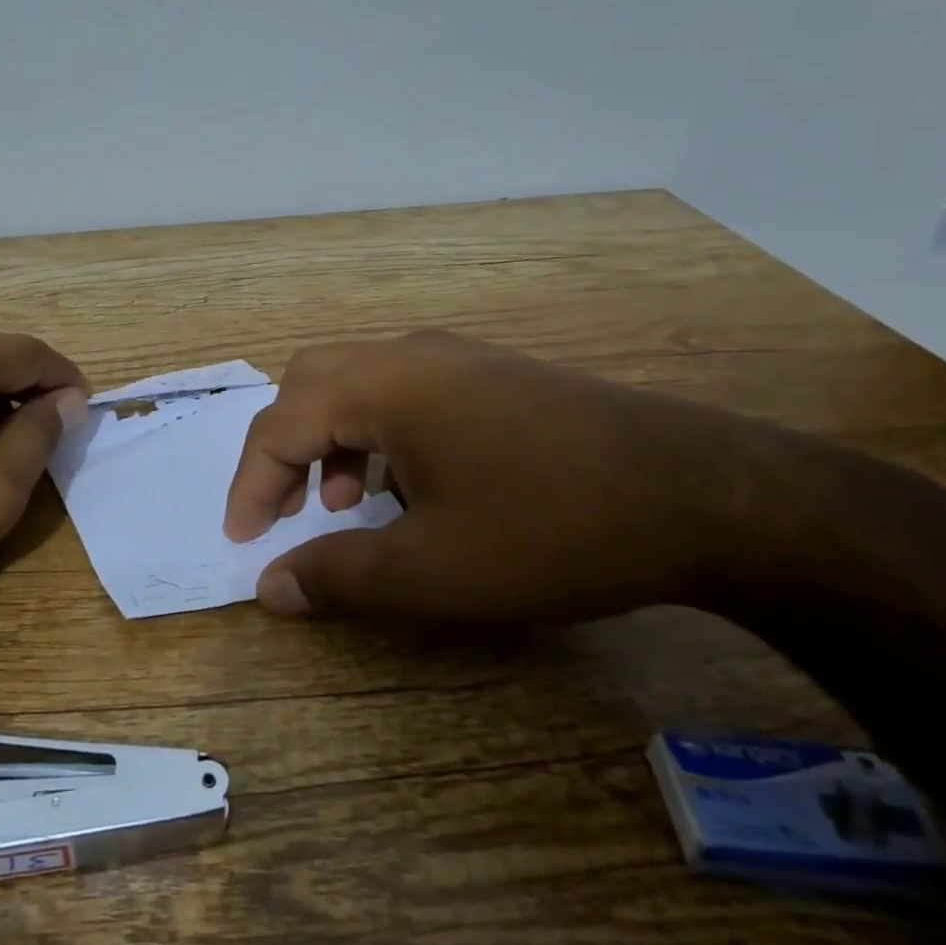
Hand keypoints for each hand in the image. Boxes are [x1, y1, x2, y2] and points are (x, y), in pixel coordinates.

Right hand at [224, 332, 754, 621]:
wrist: (700, 493)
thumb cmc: (549, 528)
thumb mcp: (432, 569)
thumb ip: (338, 576)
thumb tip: (270, 589)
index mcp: (380, 385)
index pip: (280, 424)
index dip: (251, 484)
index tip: (245, 540)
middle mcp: (408, 355)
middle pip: (310, 384)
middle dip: (284, 449)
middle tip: (283, 510)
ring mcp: (456, 358)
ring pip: (358, 384)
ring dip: (332, 440)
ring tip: (347, 505)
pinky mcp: (493, 374)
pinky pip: (406, 391)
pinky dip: (379, 433)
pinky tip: (410, 485)